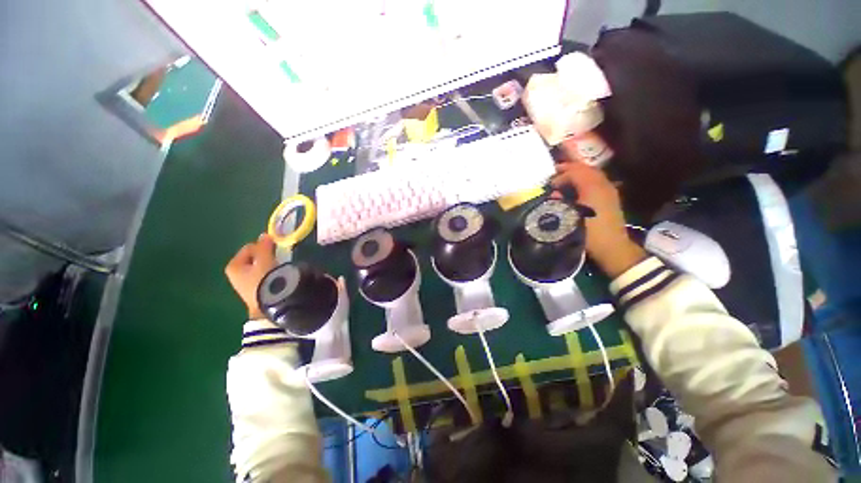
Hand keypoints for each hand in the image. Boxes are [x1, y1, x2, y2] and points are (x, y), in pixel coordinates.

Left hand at [225, 234, 277, 318]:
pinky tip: (277, 278)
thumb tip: (265, 235)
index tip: (275, 250)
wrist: (269, 304)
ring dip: (268, 265)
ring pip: (258, 268)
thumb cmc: (264, 279)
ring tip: (279, 268)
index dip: (263, 246)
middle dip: (265, 256)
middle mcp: (235, 275)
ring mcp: (243, 285)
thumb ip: (264, 246)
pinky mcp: (254, 292)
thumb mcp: (265, 259)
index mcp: (233, 266)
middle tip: (277, 258)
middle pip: (253, 258)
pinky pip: (261, 277)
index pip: (249, 247)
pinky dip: (268, 274)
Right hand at [550, 153, 645, 277]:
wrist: (613, 247)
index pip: (575, 172)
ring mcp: (610, 190)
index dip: (561, 175)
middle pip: (586, 169)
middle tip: (555, 172)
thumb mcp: (570, 217)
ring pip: (593, 174)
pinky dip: (585, 180)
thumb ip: (561, 202)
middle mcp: (603, 185)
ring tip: (565, 179)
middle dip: (570, 169)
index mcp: (593, 188)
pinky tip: (578, 188)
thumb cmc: (589, 233)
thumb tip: (555, 193)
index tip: (550, 184)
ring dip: (578, 174)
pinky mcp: (611, 197)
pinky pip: (597, 181)